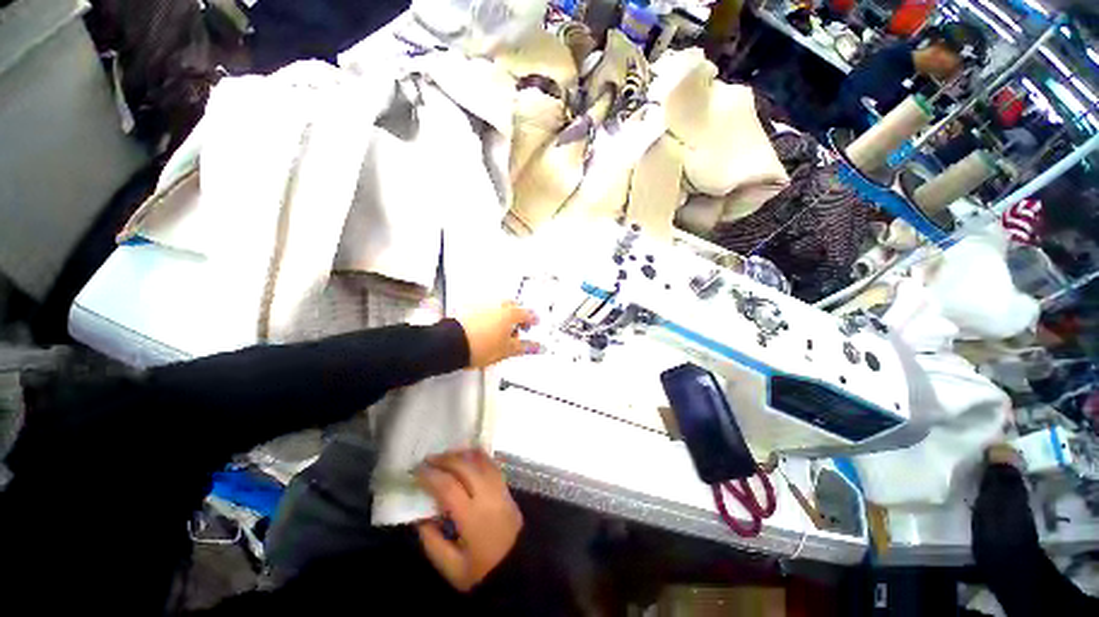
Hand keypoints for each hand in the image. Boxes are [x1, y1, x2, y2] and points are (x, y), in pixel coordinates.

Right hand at [415, 449, 522, 591]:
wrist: (519, 568)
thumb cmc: (483, 572)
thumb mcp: (453, 568)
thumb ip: (433, 542)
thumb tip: (420, 518)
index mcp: (472, 517)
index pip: (449, 487)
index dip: (431, 475)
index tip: (417, 470)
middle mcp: (487, 496)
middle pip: (465, 467)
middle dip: (445, 459)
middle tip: (428, 459)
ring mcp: (499, 488)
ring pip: (480, 460)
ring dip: (461, 455)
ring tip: (445, 456)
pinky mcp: (506, 487)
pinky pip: (491, 464)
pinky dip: (477, 456)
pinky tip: (467, 457)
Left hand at [457, 302, 538, 368]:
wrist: (451, 345)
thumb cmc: (479, 346)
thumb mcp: (507, 350)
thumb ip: (525, 347)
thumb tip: (537, 347)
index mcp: (509, 313)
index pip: (527, 313)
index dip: (532, 319)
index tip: (534, 323)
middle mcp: (496, 305)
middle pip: (512, 307)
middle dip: (517, 315)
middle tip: (518, 327)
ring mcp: (481, 305)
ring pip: (497, 307)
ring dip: (502, 316)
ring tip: (500, 332)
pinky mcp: (468, 308)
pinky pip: (484, 309)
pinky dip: (488, 316)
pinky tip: (485, 329)